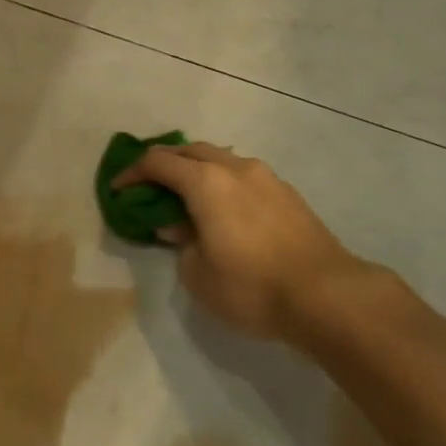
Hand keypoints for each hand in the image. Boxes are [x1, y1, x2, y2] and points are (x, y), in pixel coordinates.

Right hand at [113, 143, 372, 341]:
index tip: (119, 190)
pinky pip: (243, 176)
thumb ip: (181, 244)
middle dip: (165, 164)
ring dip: (197, 172)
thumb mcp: (198, 275)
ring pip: (220, 159)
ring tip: (188, 200)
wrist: (326, 294)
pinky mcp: (287, 192)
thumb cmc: (251, 286)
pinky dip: (223, 184)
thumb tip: (180, 228)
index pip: (157, 162)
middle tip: (151, 188)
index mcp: (205, 181)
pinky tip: (225, 212)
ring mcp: (265, 177)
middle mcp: (234, 168)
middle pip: (189, 151)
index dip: (132, 173)